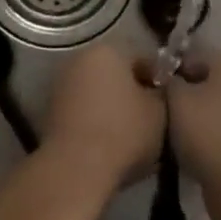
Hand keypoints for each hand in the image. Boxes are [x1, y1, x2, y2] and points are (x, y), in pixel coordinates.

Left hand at [41, 44, 165, 190]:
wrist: (76, 169)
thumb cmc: (124, 132)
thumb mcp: (160, 111)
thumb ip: (162, 95)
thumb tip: (157, 92)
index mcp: (108, 50)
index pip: (143, 60)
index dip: (160, 81)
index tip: (170, 103)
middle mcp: (80, 59)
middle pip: (117, 74)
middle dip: (134, 93)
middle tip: (153, 119)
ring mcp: (61, 85)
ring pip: (98, 93)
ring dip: (113, 108)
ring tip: (132, 135)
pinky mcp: (50, 112)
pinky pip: (83, 111)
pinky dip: (96, 121)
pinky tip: (109, 143)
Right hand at [165, 50, 220, 182]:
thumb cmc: (209, 131)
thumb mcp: (177, 99)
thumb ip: (170, 83)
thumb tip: (173, 82)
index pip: (198, 58)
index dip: (173, 71)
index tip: (156, 90)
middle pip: (214, 85)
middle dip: (191, 97)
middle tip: (166, 115)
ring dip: (205, 122)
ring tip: (180, 141)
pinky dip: (218, 143)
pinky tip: (200, 157)